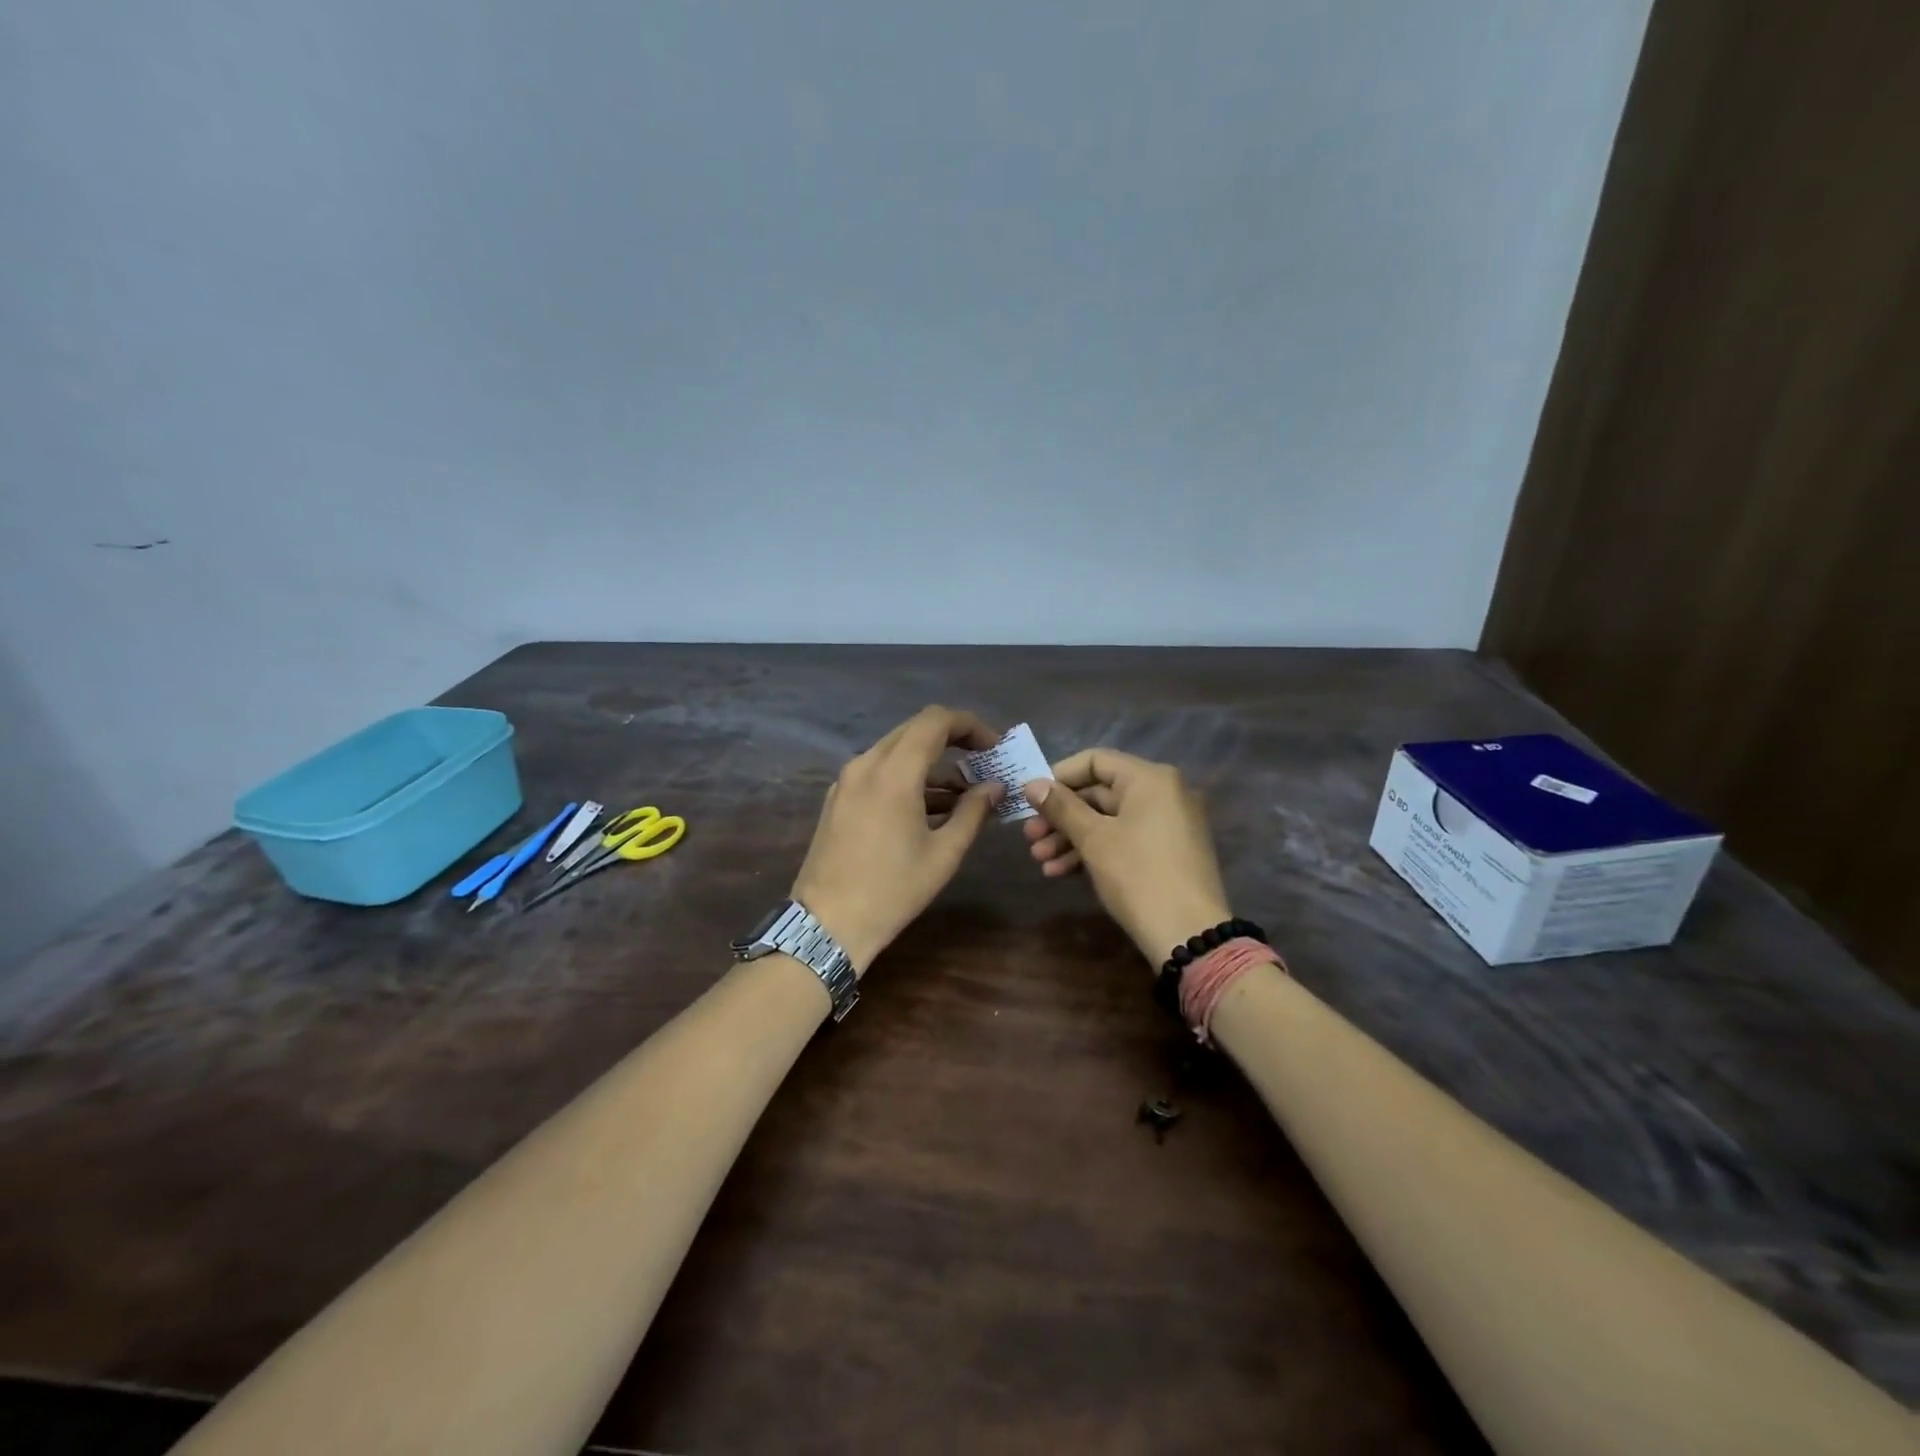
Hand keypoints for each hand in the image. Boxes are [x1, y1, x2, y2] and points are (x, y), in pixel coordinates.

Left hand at [792, 706, 1004, 972]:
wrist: (828, 925)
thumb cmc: (892, 890)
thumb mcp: (944, 853)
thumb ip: (973, 812)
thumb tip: (996, 787)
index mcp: (894, 772)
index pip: (935, 720)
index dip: (970, 725)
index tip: (994, 748)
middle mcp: (866, 764)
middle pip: (915, 730)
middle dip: (953, 741)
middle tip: (984, 766)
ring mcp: (847, 780)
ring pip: (896, 751)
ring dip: (932, 763)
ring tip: (965, 795)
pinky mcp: (838, 798)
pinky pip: (879, 772)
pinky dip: (908, 778)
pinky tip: (931, 809)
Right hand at [1021, 749, 1230, 966]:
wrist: (1189, 935)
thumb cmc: (1138, 875)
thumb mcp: (1093, 839)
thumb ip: (1061, 807)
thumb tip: (1031, 784)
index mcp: (1150, 779)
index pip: (1095, 761)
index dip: (1059, 776)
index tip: (1031, 799)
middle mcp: (1163, 793)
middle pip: (1100, 792)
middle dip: (1061, 816)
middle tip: (1029, 837)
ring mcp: (1168, 824)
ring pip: (1108, 820)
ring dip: (1071, 837)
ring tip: (1039, 860)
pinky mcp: (1166, 852)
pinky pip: (1124, 839)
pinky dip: (1094, 850)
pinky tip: (1061, 872)